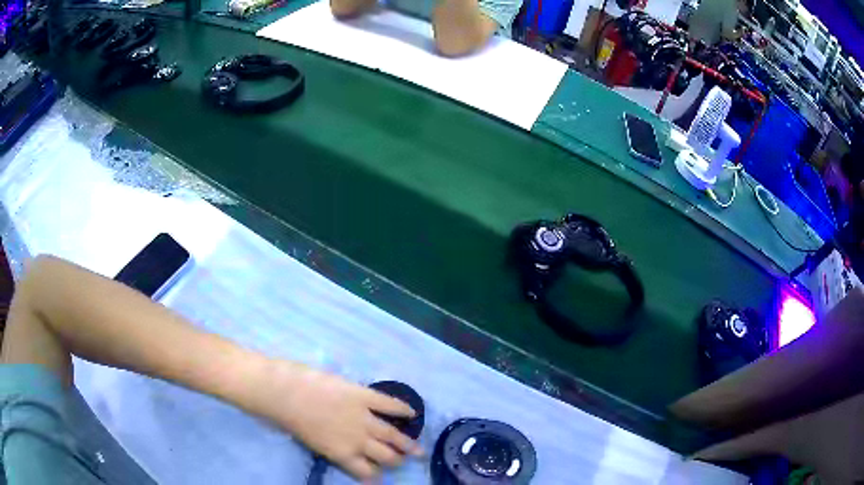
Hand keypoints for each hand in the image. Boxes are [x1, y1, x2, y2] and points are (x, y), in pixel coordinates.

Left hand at [251, 361, 422, 479]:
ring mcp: (363, 418)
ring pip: (392, 435)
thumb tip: (343, 449)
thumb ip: (333, 447)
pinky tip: (412, 413)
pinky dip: (402, 409)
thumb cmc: (289, 418)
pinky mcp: (364, 396)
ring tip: (417, 448)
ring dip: (407, 443)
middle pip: (385, 456)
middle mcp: (357, 441)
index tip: (381, 474)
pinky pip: (388, 404)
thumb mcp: (312, 443)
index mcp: (342, 454)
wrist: (285, 394)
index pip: (367, 471)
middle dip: (396, 460)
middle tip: (402, 460)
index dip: (376, 474)